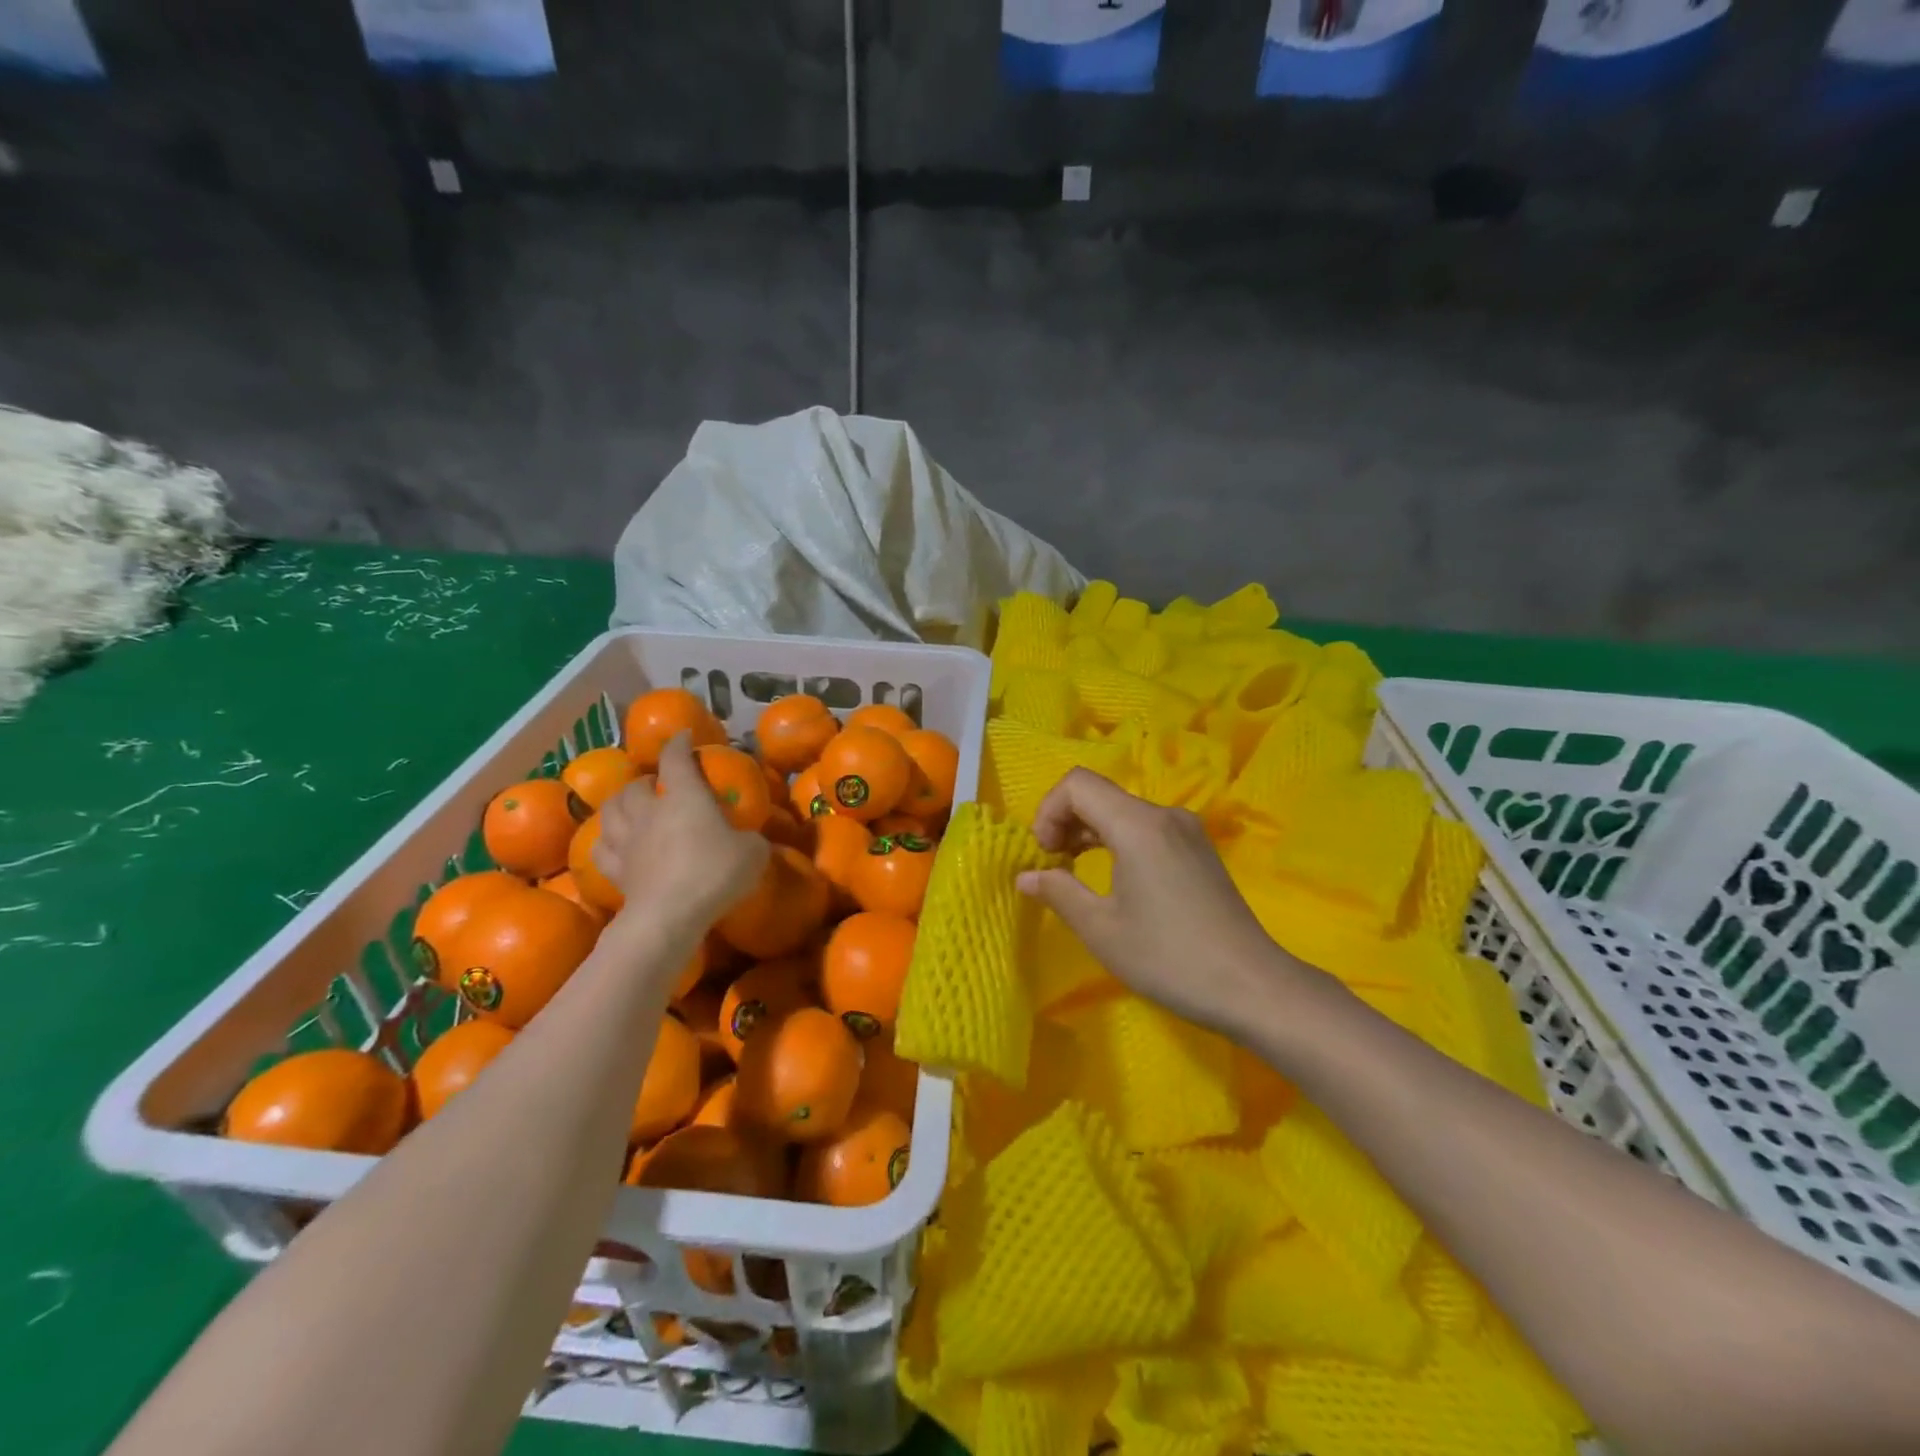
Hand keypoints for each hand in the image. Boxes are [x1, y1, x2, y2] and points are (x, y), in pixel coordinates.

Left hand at [594, 734, 768, 933]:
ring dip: (620, 803)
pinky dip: (606, 840)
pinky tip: (612, 842)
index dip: (679, 744)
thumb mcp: (753, 852)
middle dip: (644, 780)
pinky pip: (602, 848)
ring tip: (629, 805)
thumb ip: (750, 838)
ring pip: (611, 811)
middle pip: (635, 785)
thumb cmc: (715, 872)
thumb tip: (748, 839)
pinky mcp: (615, 871)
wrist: (670, 915)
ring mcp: (627, 841)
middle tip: (655, 783)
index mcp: (685, 797)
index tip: (684, 737)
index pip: (676, 759)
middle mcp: (650, 811)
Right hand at [1016, 769, 1306, 1036]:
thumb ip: (1058, 892)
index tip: (1044, 855)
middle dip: (1065, 821)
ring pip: (1123, 810)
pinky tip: (1114, 878)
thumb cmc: (1168, 957)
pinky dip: (1118, 840)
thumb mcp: (1101, 929)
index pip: (1077, 784)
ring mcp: (1187, 830)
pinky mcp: (1199, 849)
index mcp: (1138, 825)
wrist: (1252, 986)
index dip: (1048, 811)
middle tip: (1052, 866)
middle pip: (1100, 793)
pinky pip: (1146, 827)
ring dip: (1090, 831)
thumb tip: (1025, 876)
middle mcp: (1164, 815)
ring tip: (1075, 872)